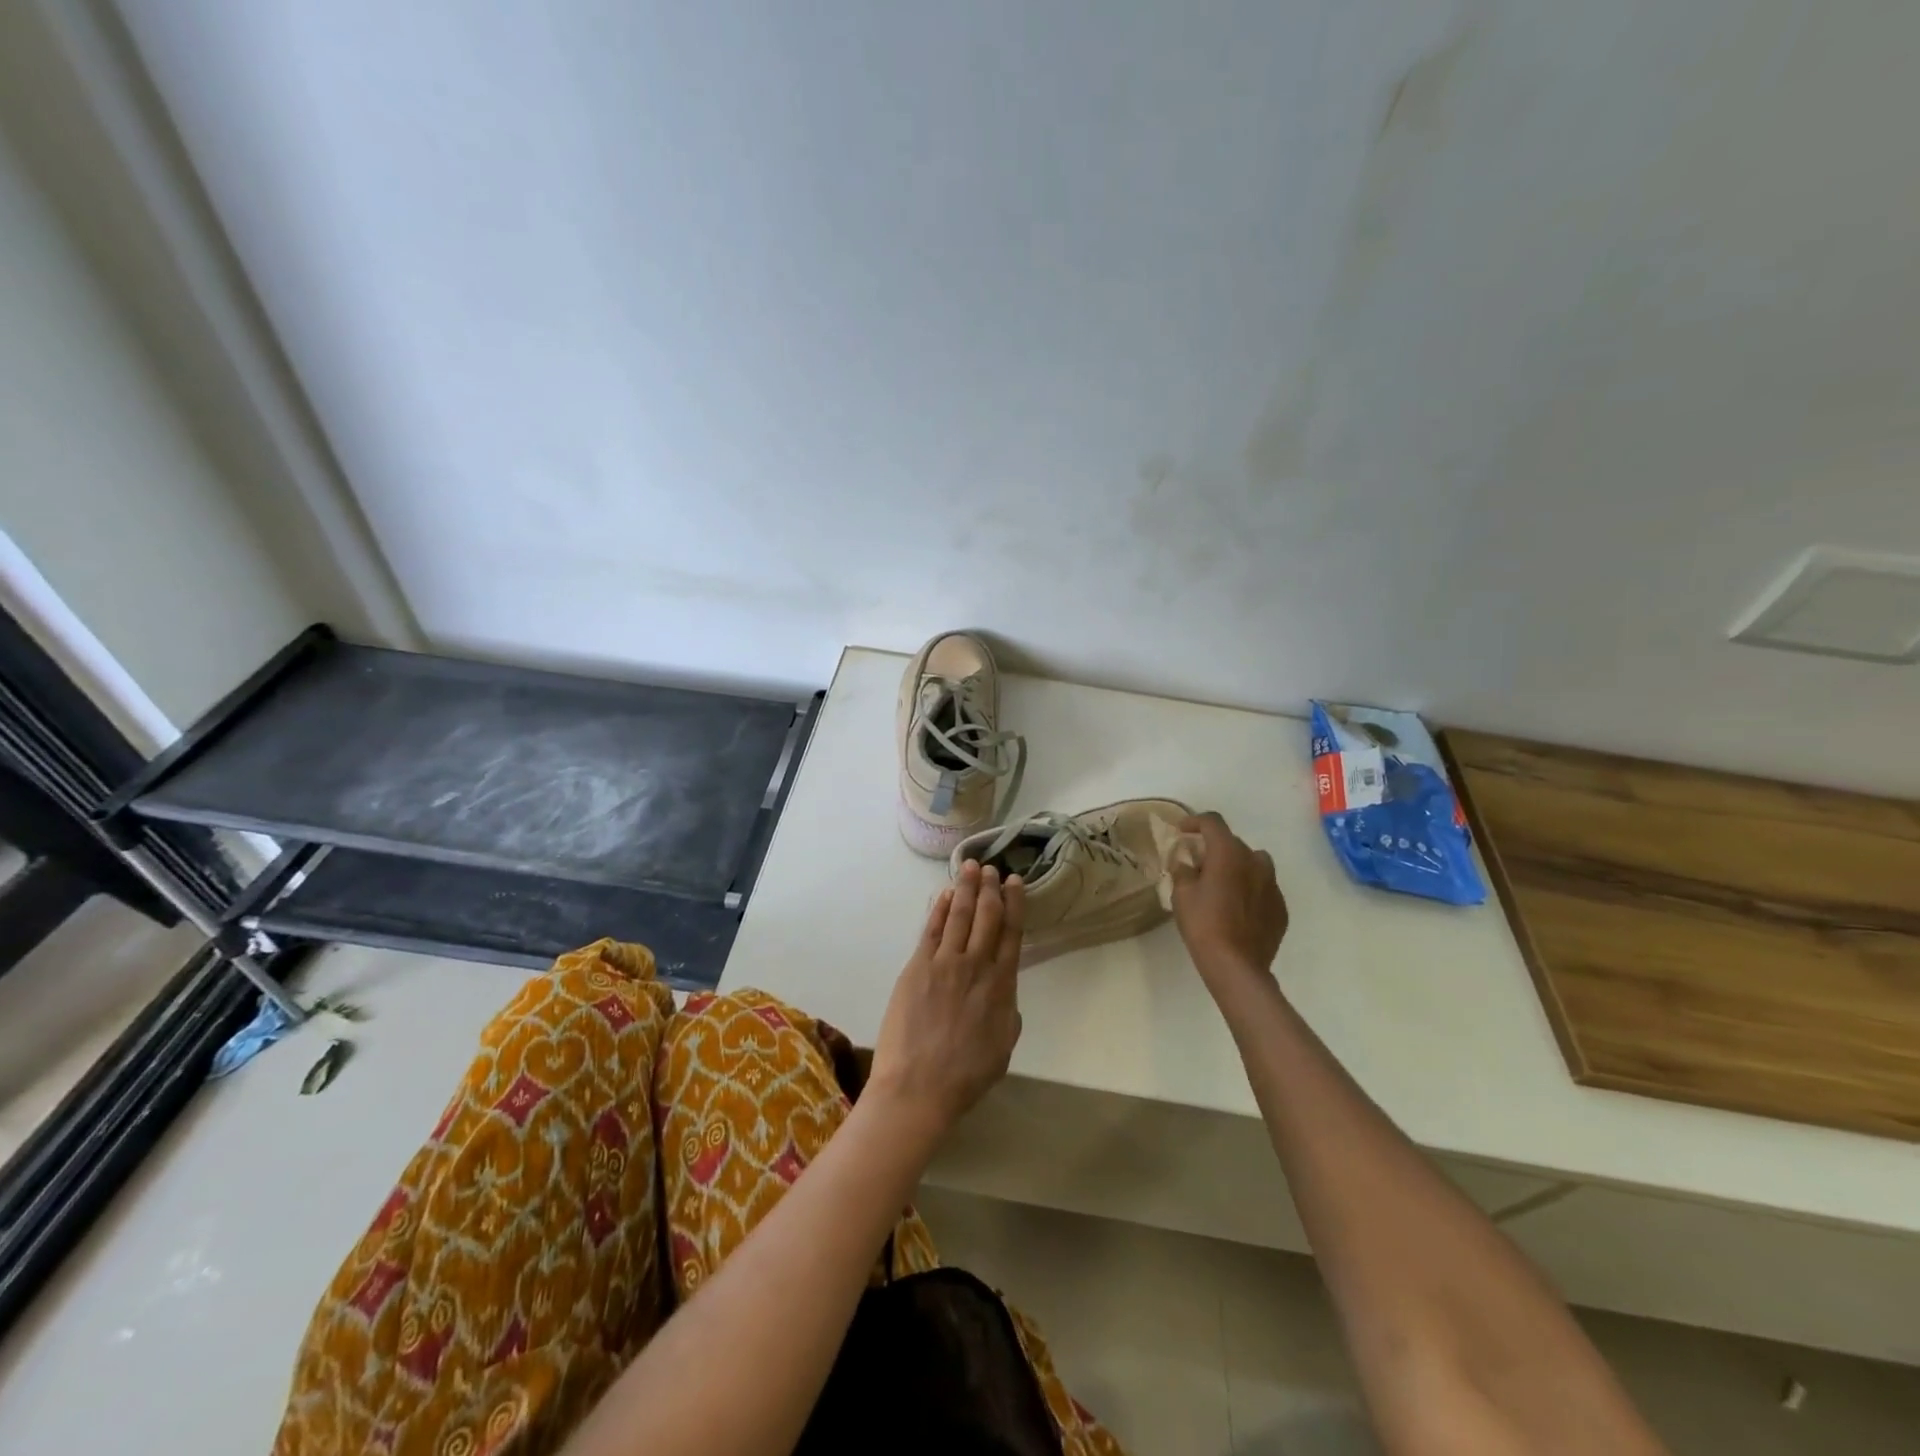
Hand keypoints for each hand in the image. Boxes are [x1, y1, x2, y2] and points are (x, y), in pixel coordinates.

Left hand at [868, 861, 1024, 1135]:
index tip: (1014, 882)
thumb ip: (1007, 1012)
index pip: (1011, 934)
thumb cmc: (965, 1075)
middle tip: (992, 868)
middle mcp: (976, 966)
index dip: (1014, 904)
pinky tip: (943, 894)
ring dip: (965, 888)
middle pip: (986, 917)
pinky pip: (930, 929)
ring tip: (970, 867)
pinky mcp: (917, 967)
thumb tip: (1003, 992)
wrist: (919, 1087)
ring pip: (958, 915)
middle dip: (990, 889)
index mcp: (1002, 986)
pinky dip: (938, 909)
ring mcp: (944, 963)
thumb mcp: (1003, 1046)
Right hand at [1170, 812, 1288, 984]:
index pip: (1213, 822)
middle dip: (1215, 848)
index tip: (1182, 831)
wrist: (1236, 965)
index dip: (1195, 821)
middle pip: (1233, 842)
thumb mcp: (1182, 895)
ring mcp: (1273, 885)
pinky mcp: (1281, 907)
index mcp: (1229, 853)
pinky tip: (1238, 908)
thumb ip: (1183, 871)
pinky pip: (1264, 887)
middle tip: (1198, 865)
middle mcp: (1255, 862)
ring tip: (1223, 884)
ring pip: (1254, 863)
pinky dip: (1250, 889)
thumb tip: (1187, 863)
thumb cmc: (1204, 924)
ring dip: (1238, 866)